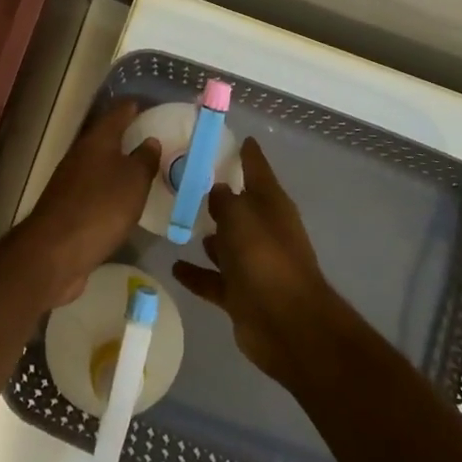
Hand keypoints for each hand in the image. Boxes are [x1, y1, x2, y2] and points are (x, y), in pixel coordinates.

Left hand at [20, 101, 157, 303]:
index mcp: (97, 140)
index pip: (118, 113)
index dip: (134, 107)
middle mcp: (81, 154)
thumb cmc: (101, 207)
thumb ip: (144, 159)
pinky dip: (110, 190)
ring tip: (144, 170)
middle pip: (106, 138)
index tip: (150, 104)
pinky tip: (124, 201)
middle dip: (127, 136)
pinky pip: (95, 189)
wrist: (56, 251)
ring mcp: (70, 181)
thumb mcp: (133, 181)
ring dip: (118, 165)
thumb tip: (150, 140)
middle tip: (154, 139)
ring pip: (100, 164)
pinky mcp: (68, 207)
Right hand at [171, 138, 343, 385]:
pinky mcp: (241, 295)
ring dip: (209, 235)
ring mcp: (253, 264)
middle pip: (240, 207)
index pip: (258, 169)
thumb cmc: (265, 257)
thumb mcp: (240, 216)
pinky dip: (196, 273)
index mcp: (271, 205)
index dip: (248, 153)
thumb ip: (223, 200)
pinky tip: (174, 265)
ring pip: (226, 244)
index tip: (237, 138)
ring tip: (180, 220)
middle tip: (187, 180)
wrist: (287, 324)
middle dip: (220, 196)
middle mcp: (264, 230)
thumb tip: (216, 191)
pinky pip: (213, 278)